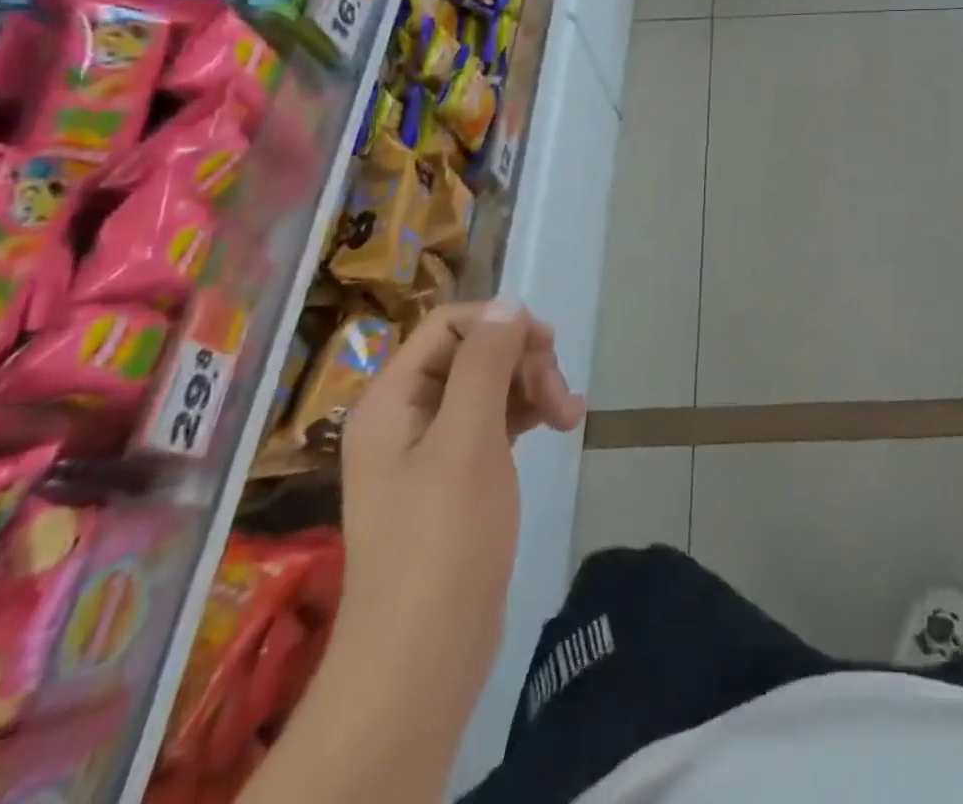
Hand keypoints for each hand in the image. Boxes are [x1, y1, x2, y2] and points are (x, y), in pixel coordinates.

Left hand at [338, 301, 584, 696]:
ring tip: (570, 415)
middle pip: (472, 353)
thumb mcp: (467, 439)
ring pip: (489, 386)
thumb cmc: (443, 540)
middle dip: (523, 362)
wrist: (423, 659)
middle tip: (560, 396)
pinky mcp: (457, 479)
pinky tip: (560, 426)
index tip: (547, 348)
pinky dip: (528, 415)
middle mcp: (405, 417)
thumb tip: (508, 304)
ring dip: (532, 387)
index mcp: (392, 401)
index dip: (500, 324)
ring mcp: (431, 450)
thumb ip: (485, 363)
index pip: (448, 326)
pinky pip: (495, 422)